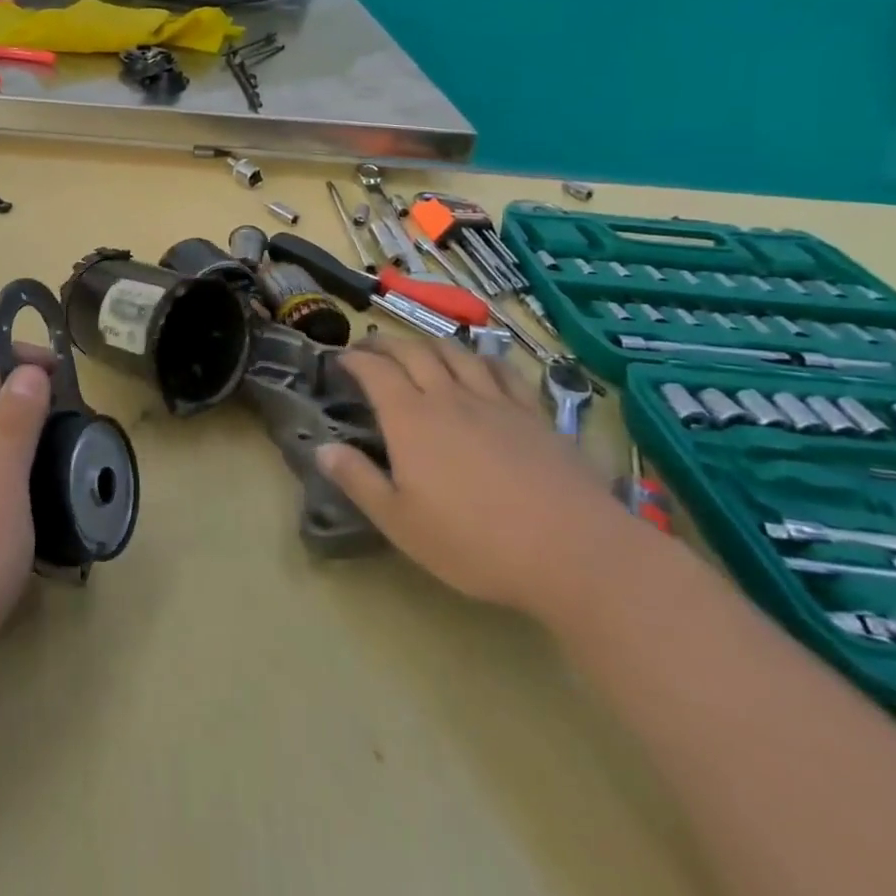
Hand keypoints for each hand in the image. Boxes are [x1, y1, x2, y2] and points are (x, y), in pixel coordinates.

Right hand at [316, 334, 635, 617]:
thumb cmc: (475, 542)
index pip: (375, 371)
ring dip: (430, 343)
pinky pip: (503, 371)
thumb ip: (358, 481)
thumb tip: (321, 448)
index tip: (341, 359)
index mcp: (410, 419)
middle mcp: (449, 398)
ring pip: (457, 353)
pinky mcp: (534, 415)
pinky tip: (481, 363)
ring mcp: (495, 402)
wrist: (574, 552)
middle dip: (387, 343)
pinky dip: (482, 358)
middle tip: (372, 347)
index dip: (355, 359)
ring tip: (419, 347)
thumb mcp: (400, 522)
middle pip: (414, 351)